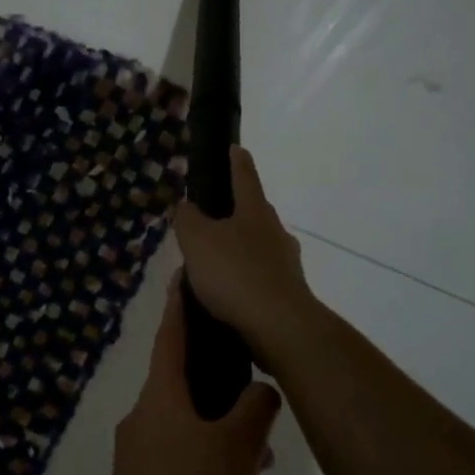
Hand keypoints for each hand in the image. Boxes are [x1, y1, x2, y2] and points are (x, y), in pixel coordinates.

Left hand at [92, 276, 299, 474]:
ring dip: (242, 472)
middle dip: (237, 416)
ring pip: (204, 450)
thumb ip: (255, 410)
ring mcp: (145, 464)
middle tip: (268, 436)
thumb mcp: (237, 449)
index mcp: (162, 397)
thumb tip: (260, 391)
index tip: (185, 276)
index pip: (172, 335)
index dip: (181, 305)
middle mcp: (148, 422)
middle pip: (196, 398)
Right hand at [173, 147, 318, 367]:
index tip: (235, 148)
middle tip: (209, 219)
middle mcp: (275, 232)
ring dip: (237, 251)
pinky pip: (258, 278)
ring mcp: (285, 264)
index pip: (244, 177)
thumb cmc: (235, 273)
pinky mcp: (287, 294)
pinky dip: (242, 280)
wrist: (279, 327)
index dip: (237, 161)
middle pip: (254, 213)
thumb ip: (187, 219)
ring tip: (211, 265)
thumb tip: (186, 206)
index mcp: (255, 212)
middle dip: (235, 212)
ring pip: (257, 248)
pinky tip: (226, 295)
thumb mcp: (197, 240)